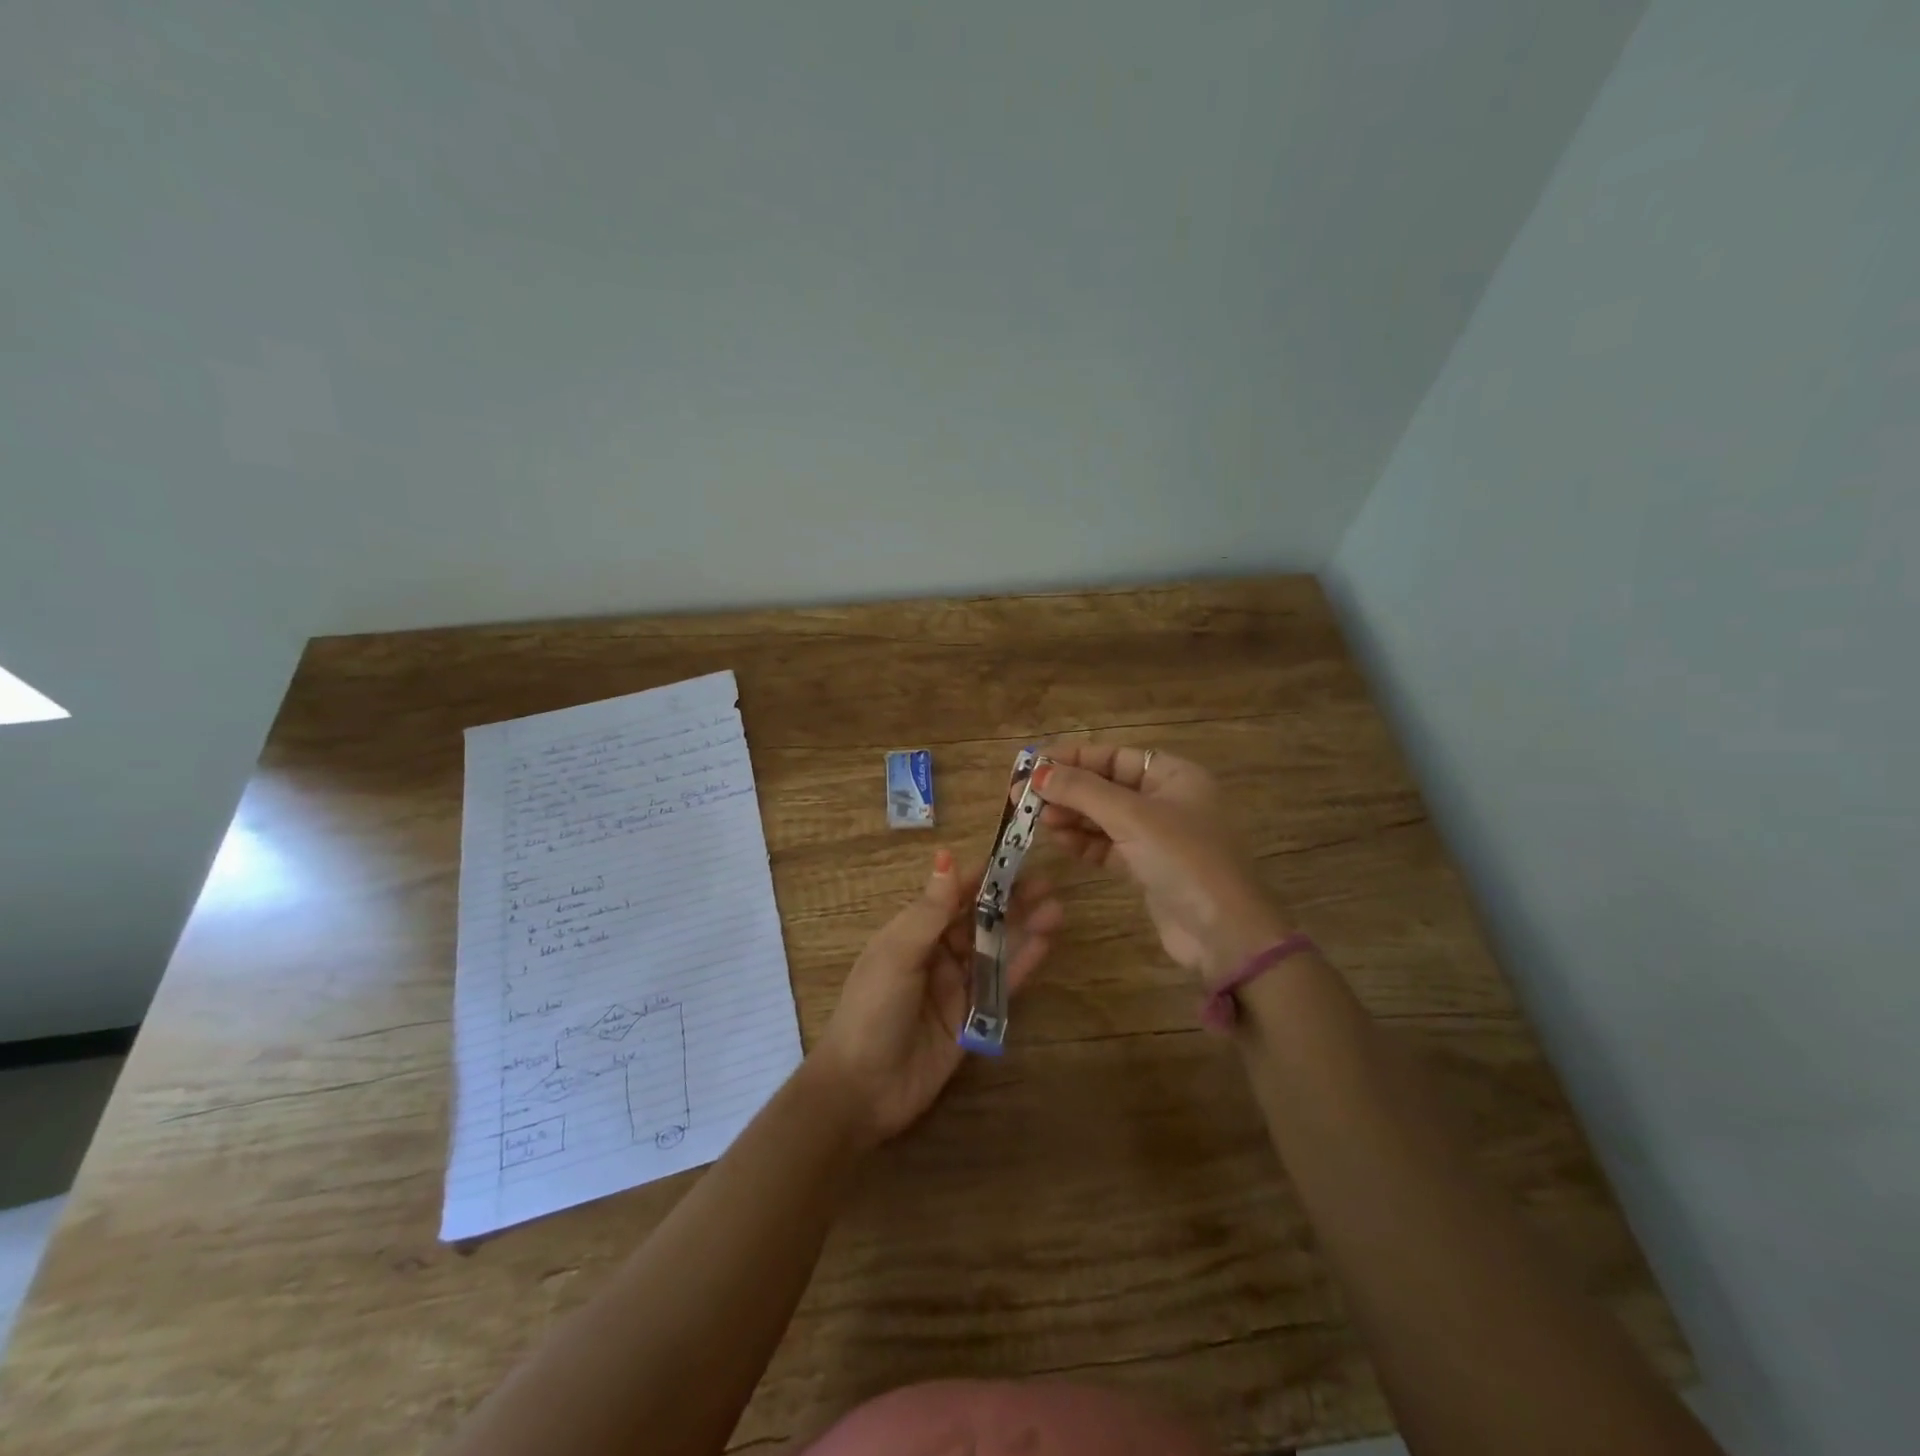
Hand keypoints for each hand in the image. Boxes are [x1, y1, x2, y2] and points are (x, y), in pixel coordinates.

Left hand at [810, 849, 1062, 1146]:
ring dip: (1023, 929)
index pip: (951, 896)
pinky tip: (1046, 944)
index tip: (1012, 857)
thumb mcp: (898, 954)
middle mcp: (936, 954)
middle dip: (1010, 901)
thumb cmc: (872, 1010)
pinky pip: (1001, 986)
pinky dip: (1022, 964)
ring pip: (995, 950)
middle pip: (979, 920)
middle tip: (1047, 884)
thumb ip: (930, 909)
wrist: (862, 1089)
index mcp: (911, 933)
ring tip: (1057, 910)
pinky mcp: (972, 1018)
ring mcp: (955, 987)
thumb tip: (945, 855)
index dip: (981, 877)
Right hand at [1030, 745, 1289, 982]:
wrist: (1224, 934)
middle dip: (1066, 790)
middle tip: (1023, 797)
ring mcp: (1158, 836)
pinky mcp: (1148, 867)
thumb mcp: (1131, 817)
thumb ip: (1082, 791)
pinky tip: (1059, 841)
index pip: (1114, 756)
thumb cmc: (1183, 860)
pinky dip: (1083, 843)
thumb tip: (1037, 772)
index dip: (1072, 758)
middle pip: (1106, 785)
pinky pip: (1108, 845)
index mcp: (1174, 775)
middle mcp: (1167, 800)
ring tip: (1038, 820)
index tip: (1032, 765)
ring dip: (1071, 817)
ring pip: (1104, 817)